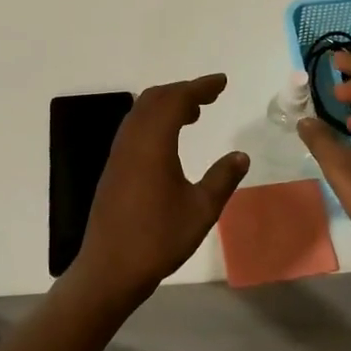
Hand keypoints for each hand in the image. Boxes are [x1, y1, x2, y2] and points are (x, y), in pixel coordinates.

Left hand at [67, 73, 248, 311]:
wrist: (110, 268)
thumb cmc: (158, 238)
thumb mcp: (201, 210)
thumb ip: (222, 178)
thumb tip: (240, 155)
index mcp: (153, 143)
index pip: (176, 100)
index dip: (200, 87)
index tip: (221, 82)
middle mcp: (132, 140)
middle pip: (155, 98)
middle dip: (183, 91)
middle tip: (210, 96)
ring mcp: (119, 154)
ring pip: (141, 112)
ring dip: (167, 104)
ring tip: (194, 113)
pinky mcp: (114, 168)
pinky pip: (134, 128)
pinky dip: (155, 120)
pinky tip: (170, 139)